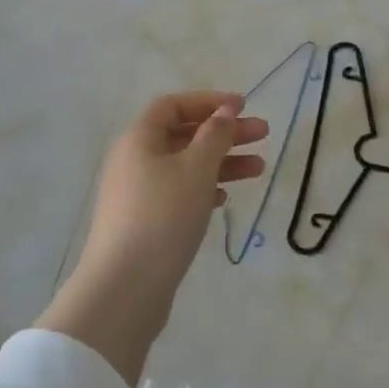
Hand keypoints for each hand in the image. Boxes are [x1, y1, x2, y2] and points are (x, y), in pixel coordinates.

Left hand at [81, 91, 267, 286]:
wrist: (125, 286)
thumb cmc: (163, 215)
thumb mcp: (196, 168)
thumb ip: (215, 135)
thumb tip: (225, 111)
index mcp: (139, 139)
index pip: (173, 105)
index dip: (208, 101)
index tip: (243, 107)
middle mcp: (133, 160)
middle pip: (183, 135)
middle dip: (224, 133)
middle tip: (263, 135)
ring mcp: (136, 193)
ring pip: (185, 166)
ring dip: (221, 163)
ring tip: (259, 170)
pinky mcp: (144, 222)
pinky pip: (178, 193)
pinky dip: (204, 189)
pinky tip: (224, 199)